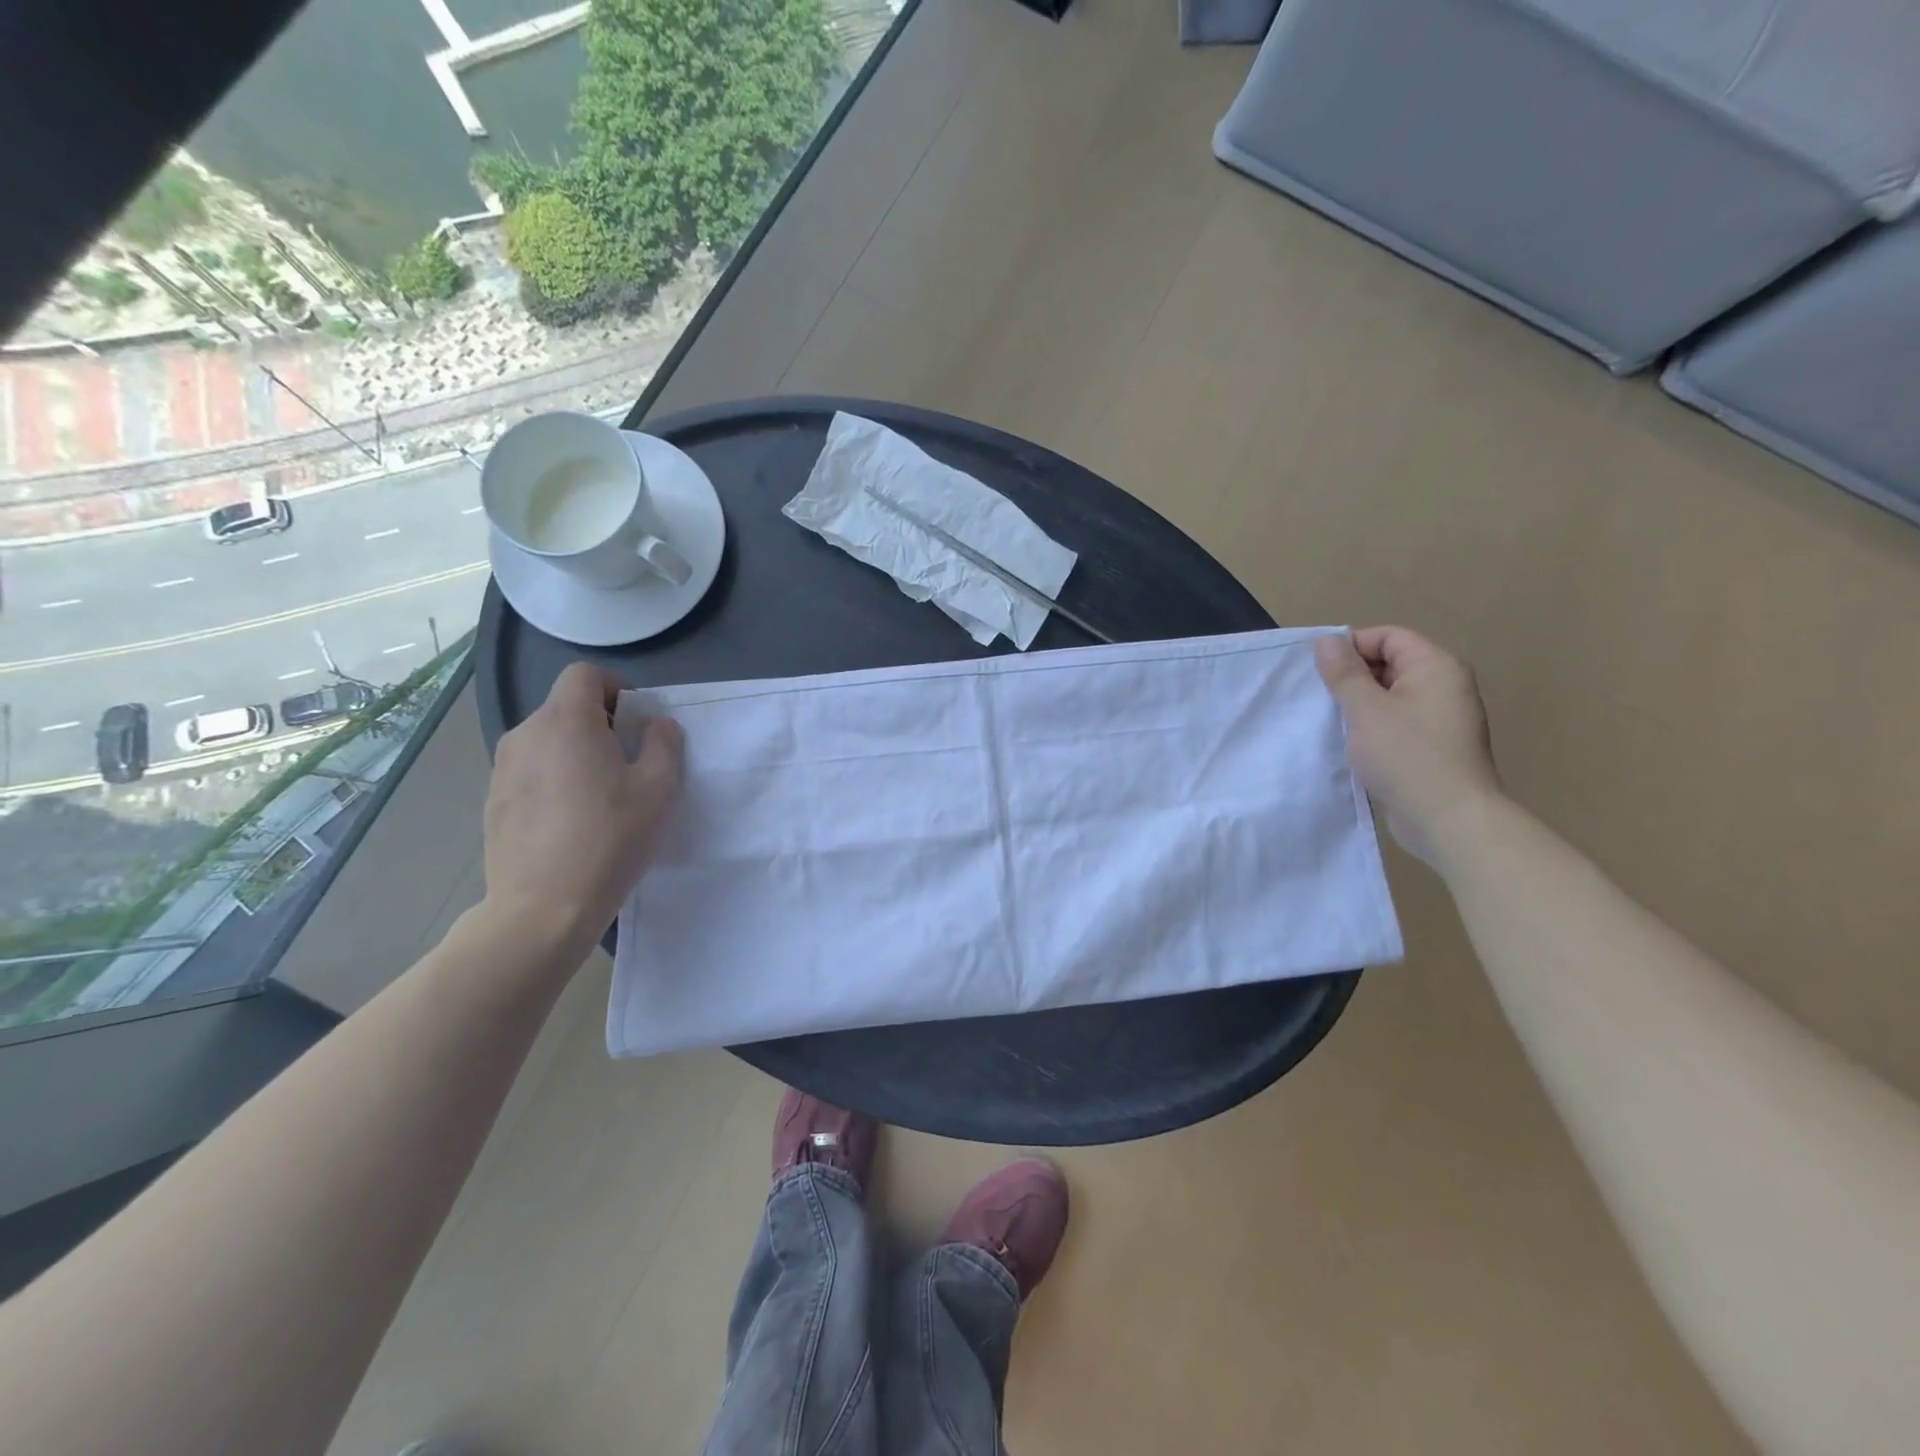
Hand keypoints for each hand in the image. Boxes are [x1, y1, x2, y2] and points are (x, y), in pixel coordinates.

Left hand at [481, 662, 682, 957]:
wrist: (543, 907)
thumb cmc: (610, 839)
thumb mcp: (659, 788)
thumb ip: (663, 743)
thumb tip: (656, 725)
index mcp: (566, 722)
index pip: (585, 674)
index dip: (616, 688)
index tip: (635, 724)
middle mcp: (526, 734)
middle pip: (565, 707)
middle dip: (600, 723)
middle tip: (627, 763)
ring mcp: (503, 768)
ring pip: (547, 740)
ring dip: (575, 752)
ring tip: (599, 795)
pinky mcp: (493, 800)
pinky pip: (530, 771)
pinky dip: (553, 779)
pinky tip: (570, 820)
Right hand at [1314, 627, 1500, 865]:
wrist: (1449, 819)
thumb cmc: (1407, 756)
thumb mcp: (1366, 709)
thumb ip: (1344, 673)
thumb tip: (1327, 641)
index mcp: (1435, 667)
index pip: (1389, 637)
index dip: (1352, 646)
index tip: (1319, 670)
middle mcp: (1444, 686)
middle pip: (1391, 664)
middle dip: (1352, 676)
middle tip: (1320, 697)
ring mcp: (1441, 719)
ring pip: (1390, 696)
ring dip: (1359, 705)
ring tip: (1330, 721)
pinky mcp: (1433, 747)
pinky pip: (1396, 723)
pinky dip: (1372, 727)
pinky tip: (1349, 744)